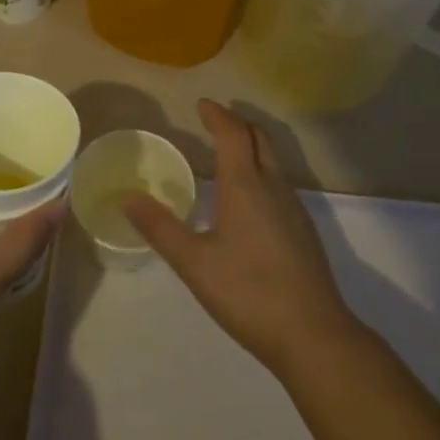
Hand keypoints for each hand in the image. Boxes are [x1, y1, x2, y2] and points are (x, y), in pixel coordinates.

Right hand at [123, 99, 356, 376]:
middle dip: (237, 124)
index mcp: (245, 185)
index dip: (217, 115)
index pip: (233, 133)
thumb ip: (160, 227)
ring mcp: (294, 208)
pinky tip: (247, 201)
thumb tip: (126, 197)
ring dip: (250, 148)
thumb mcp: (194, 262)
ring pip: (272, 160)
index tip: (201, 104)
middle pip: (259, 138)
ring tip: (226, 155)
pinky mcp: (304, 230)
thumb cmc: (248, 292)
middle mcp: (273, 187)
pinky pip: (279, 183)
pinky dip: (260, 172)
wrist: (313, 334)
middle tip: (214, 122)